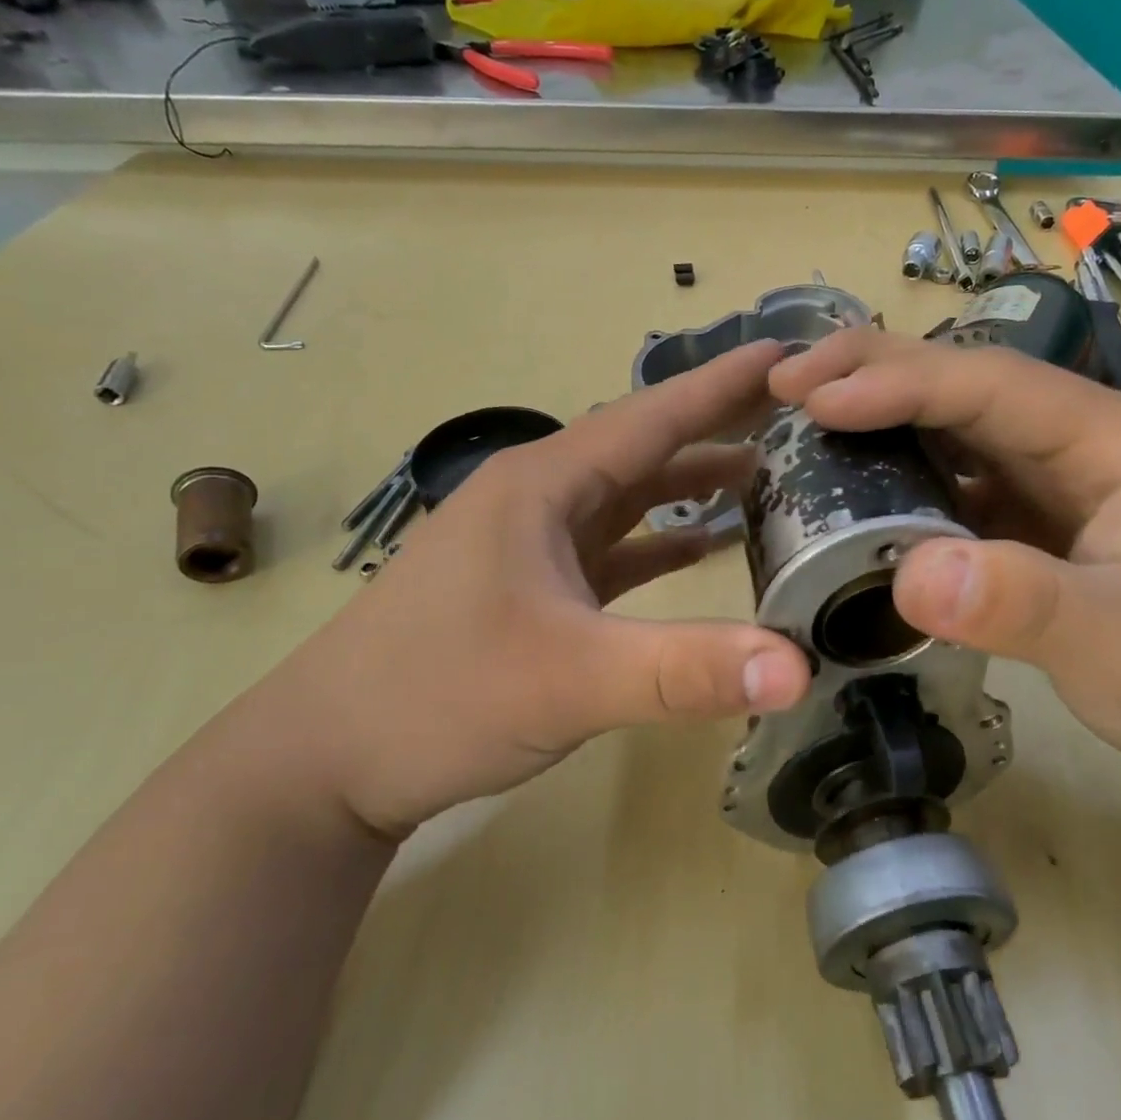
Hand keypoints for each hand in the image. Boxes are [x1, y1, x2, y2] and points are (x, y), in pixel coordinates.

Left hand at [269, 342, 812, 836]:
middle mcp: (537, 500)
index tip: (786, 358)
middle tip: (792, 417)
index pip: (651, 416)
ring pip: (626, 498)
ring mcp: (530, 546)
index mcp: (543, 486)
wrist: (324, 762)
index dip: (721, 384)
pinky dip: (658, 543)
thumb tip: (796, 667)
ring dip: (688, 484)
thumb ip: (686, 670)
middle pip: (643, 449)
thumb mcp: (569, 680)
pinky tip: (699, 549)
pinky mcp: (530, 590)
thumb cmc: (436, 697)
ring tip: (761, 476)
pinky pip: (610, 548)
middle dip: (715, 427)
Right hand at [769, 328, 1120, 783]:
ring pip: (950, 426)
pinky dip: (895, 471)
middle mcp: (1073, 439)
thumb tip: (908, 575)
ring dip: (875, 415)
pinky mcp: (1030, 515)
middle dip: (871, 373)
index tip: (811, 396)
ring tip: (799, 421)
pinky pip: (951, 477)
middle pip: (962, 384)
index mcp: (1108, 439)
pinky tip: (851, 485)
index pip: (987, 386)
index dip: (895, 382)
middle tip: (784, 384)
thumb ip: (1020, 606)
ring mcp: (1050, 476)